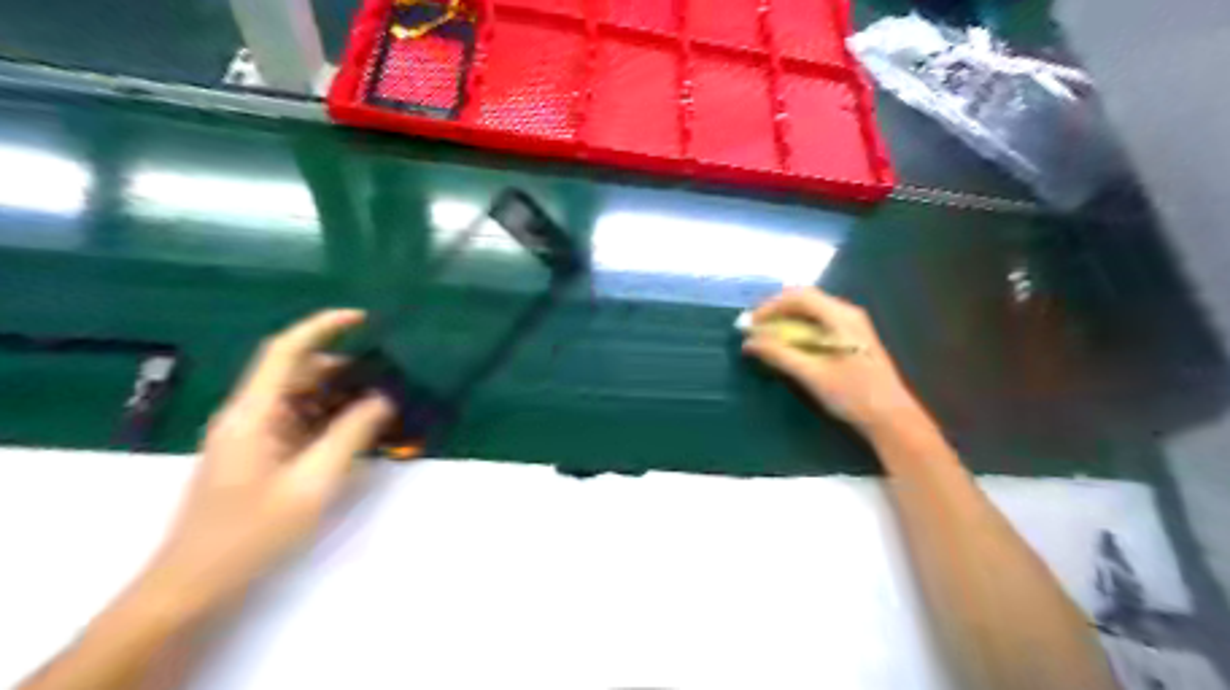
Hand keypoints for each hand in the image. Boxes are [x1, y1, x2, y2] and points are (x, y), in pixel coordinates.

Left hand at [143, 309, 392, 617]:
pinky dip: (331, 420)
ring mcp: (253, 435)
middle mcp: (249, 415)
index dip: (322, 327)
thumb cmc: (252, 532)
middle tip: (391, 379)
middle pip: (298, 374)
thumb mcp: (313, 482)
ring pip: (302, 399)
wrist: (195, 585)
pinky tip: (361, 433)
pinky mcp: (260, 455)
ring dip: (341, 397)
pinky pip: (300, 423)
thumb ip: (352, 434)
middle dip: (345, 370)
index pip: (285, 351)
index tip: (363, 318)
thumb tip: (384, 398)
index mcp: (253, 413)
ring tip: (385, 406)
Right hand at [738, 289, 922, 433]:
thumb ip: (779, 354)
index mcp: (841, 317)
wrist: (890, 417)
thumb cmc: (853, 395)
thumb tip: (749, 342)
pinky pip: (819, 322)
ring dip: (785, 319)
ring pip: (811, 311)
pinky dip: (798, 328)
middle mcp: (847, 313)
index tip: (750, 323)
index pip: (799, 296)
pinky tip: (787, 343)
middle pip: (805, 299)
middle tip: (753, 327)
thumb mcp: (812, 374)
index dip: (770, 306)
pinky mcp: (851, 338)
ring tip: (765, 335)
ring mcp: (852, 325)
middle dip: (776, 310)